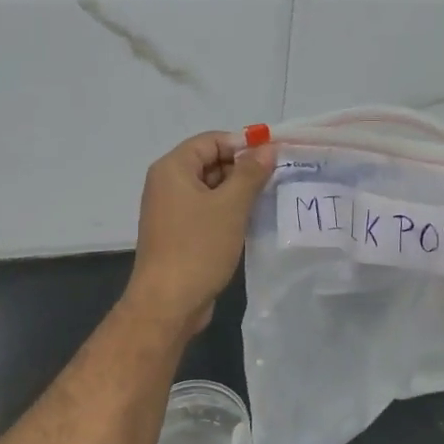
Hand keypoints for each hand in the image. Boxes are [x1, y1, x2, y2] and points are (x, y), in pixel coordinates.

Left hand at [124, 132, 275, 336]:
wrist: (168, 303)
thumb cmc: (198, 247)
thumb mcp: (231, 206)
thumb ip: (250, 173)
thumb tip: (267, 148)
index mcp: (172, 169)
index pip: (211, 140)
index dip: (242, 145)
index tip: (273, 157)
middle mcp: (167, 184)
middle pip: (209, 162)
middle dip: (242, 169)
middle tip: (276, 180)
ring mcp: (171, 210)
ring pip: (210, 189)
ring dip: (237, 192)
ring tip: (268, 200)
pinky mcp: (178, 233)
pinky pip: (206, 211)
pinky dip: (227, 212)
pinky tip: (250, 222)